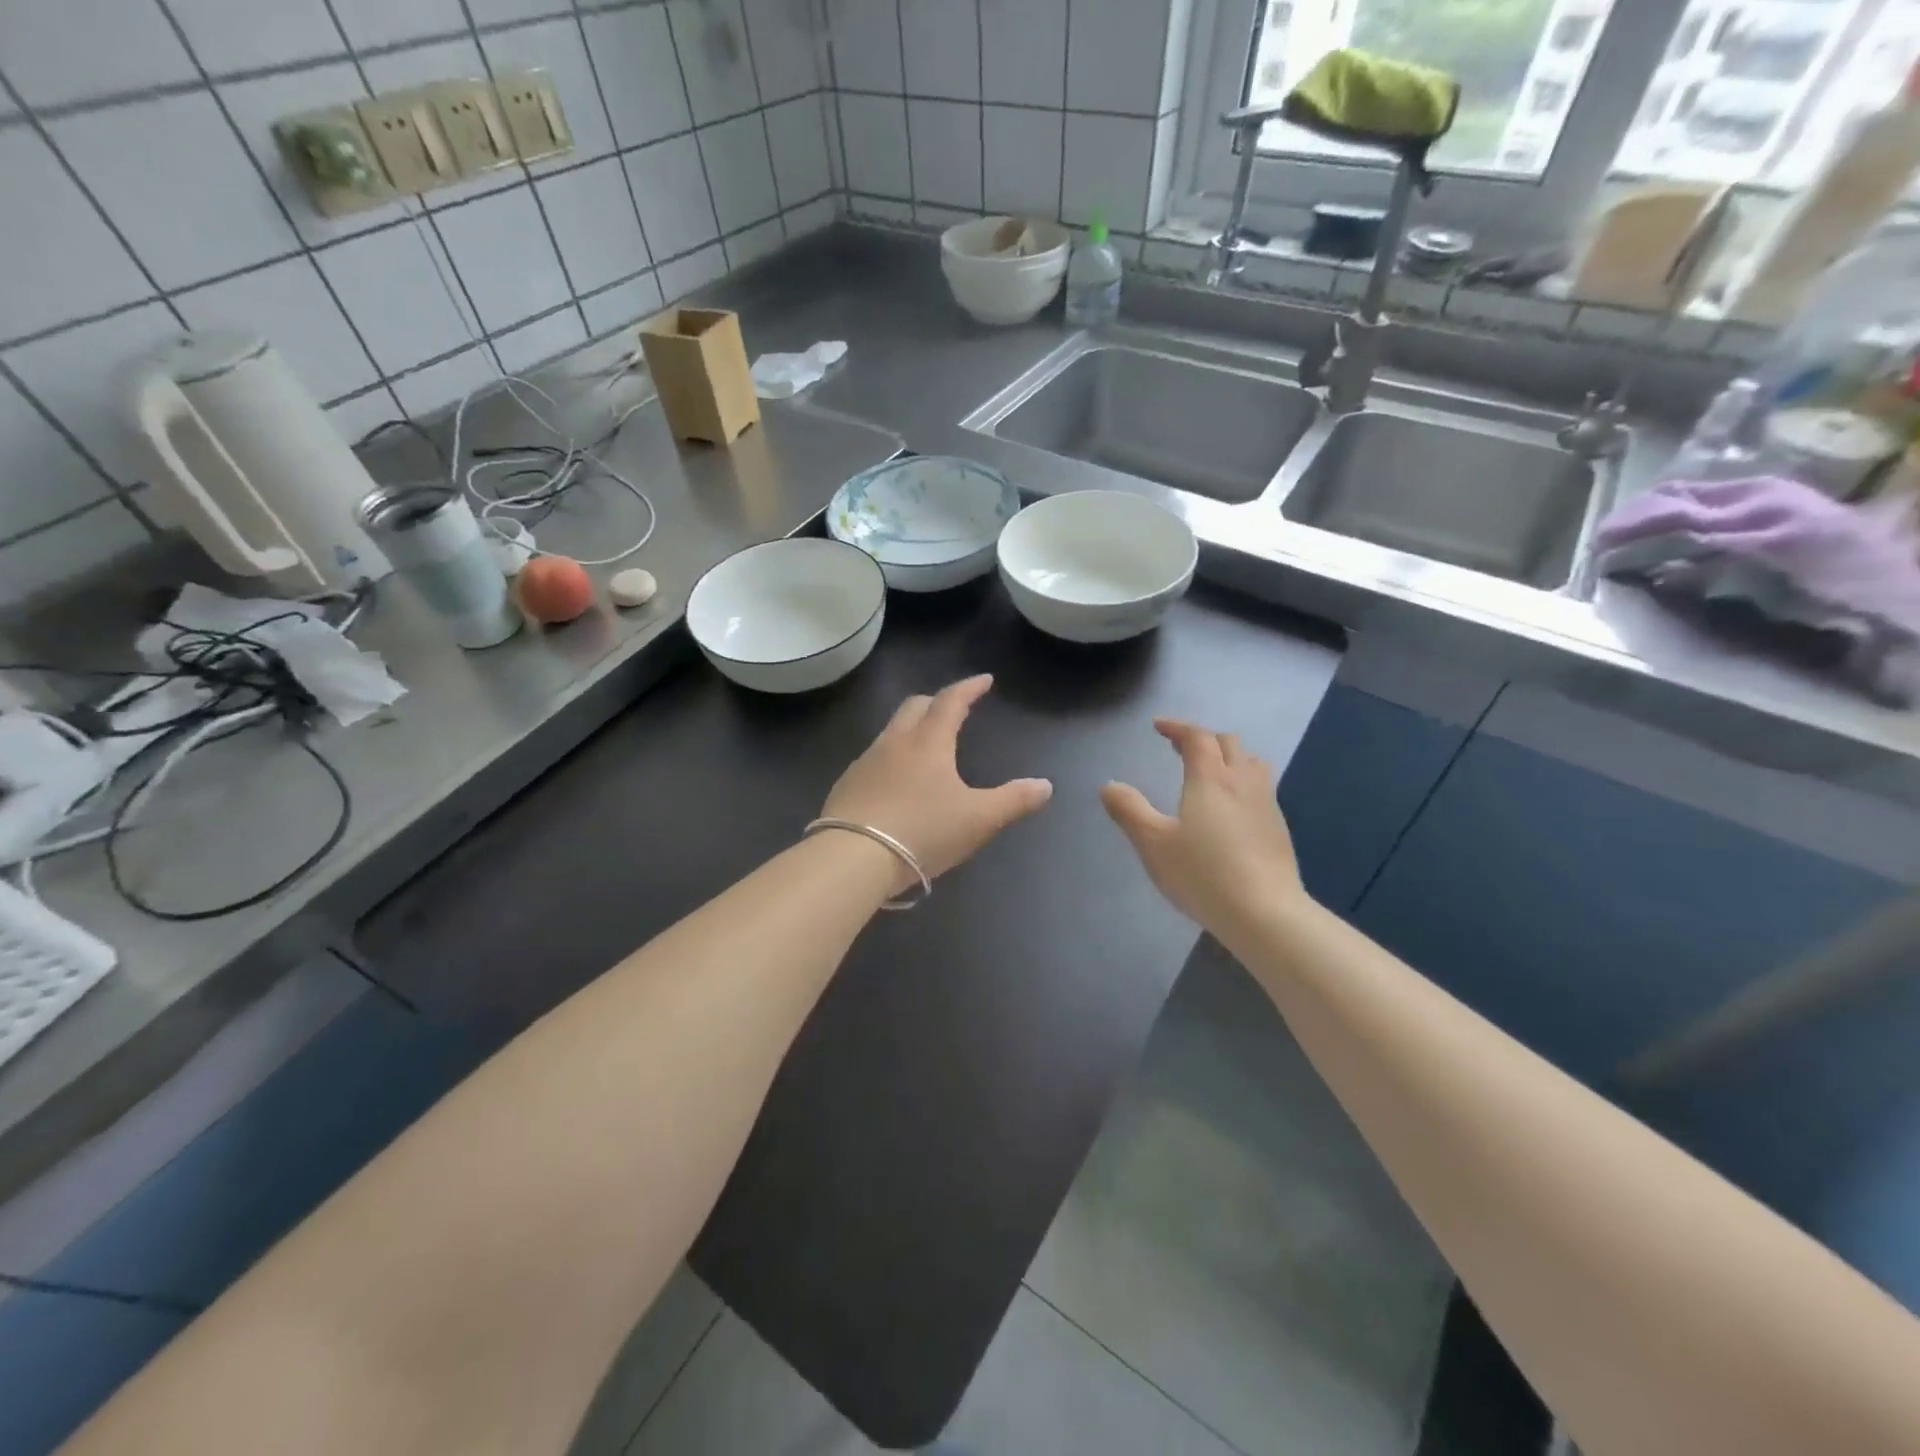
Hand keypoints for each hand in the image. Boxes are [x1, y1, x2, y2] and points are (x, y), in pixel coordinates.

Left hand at [820, 675, 1052, 890]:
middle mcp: (894, 742)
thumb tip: (1045, 785)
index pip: (951, 701)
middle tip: (953, 709)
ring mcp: (865, 762)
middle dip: (936, 701)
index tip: (984, 680)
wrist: (853, 858)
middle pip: (914, 706)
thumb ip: (1013, 801)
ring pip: (891, 731)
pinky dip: (891, 758)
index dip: (969, 688)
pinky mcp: (846, 785)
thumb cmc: (923, 831)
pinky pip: (873, 759)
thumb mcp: (978, 819)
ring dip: (911, 728)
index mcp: (929, 742)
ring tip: (925, 746)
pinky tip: (895, 783)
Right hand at [1101, 719, 1305, 934]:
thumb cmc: (1202, 874)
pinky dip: (1242, 781)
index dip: (1177, 727)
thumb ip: (1129, 810)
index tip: (1158, 726)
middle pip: (1228, 743)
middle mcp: (1243, 782)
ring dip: (1228, 756)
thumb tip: (1109, 785)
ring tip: (1209, 771)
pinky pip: (1261, 787)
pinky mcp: (1279, 827)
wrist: (1265, 913)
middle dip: (1202, 738)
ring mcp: (1266, 804)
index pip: (1197, 737)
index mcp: (1210, 778)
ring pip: (1251, 762)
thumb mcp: (1153, 843)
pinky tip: (1231, 807)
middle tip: (1179, 748)